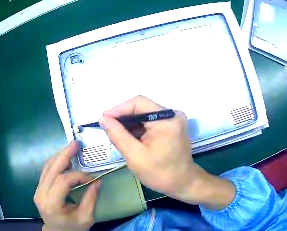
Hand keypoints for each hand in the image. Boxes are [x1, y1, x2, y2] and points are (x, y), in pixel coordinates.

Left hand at [34, 141, 101, 230]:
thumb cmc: (73, 228)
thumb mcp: (86, 217)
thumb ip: (91, 198)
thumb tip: (98, 180)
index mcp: (51, 204)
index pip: (63, 182)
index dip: (78, 176)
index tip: (92, 178)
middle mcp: (41, 194)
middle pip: (52, 170)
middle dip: (64, 155)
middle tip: (75, 144)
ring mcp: (38, 190)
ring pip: (47, 168)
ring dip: (59, 156)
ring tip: (71, 148)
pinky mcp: (39, 189)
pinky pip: (46, 171)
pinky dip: (55, 163)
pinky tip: (65, 159)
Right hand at [100, 96, 234, 209]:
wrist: (183, 183)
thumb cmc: (160, 173)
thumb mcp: (135, 156)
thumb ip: (118, 135)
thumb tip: (103, 119)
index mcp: (166, 119)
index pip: (138, 103)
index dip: (118, 109)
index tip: (103, 120)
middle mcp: (172, 114)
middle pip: (142, 107)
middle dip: (123, 118)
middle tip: (108, 129)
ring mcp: (173, 120)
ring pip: (145, 114)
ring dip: (130, 124)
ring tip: (117, 135)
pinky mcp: (172, 126)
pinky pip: (151, 122)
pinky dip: (138, 128)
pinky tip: (129, 138)